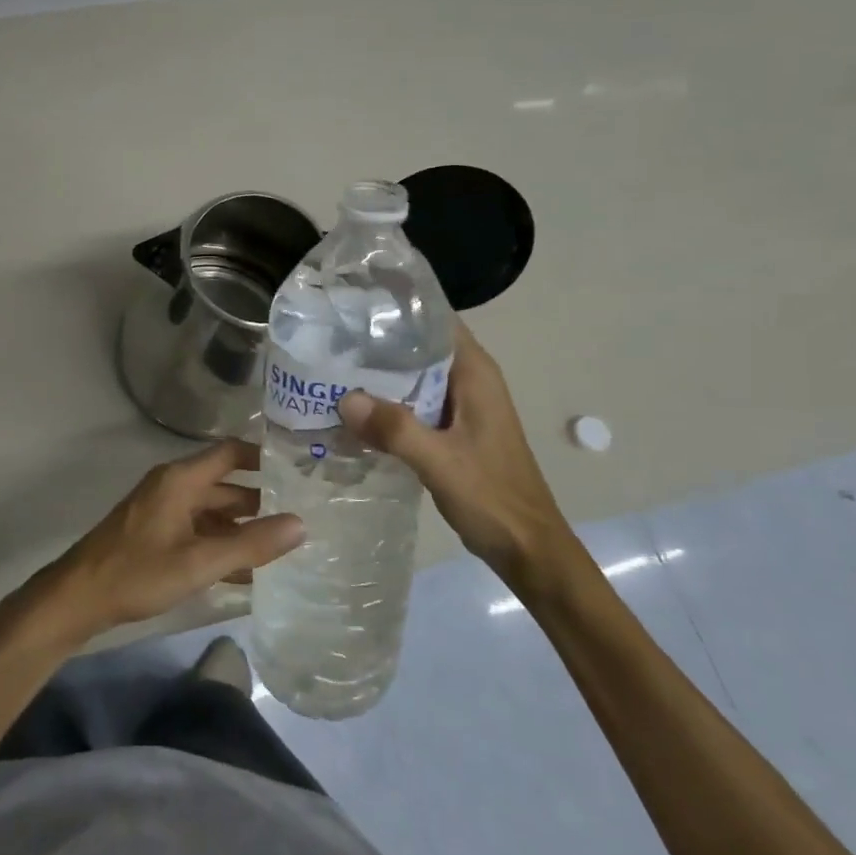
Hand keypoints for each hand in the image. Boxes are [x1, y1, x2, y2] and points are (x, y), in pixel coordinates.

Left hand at [18, 439, 302, 649]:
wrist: (79, 598)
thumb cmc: (138, 572)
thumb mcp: (200, 561)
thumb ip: (250, 544)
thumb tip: (301, 524)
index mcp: (180, 480)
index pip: (230, 452)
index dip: (263, 456)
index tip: (298, 468)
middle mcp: (172, 487)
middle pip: (224, 485)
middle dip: (260, 500)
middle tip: (302, 515)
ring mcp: (162, 511)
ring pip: (212, 512)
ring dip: (242, 528)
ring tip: (283, 547)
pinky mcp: (155, 534)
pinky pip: (197, 532)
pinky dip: (220, 545)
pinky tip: (247, 572)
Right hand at [339, 319, 572, 585]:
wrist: (528, 549)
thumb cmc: (493, 498)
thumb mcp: (440, 462)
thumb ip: (394, 429)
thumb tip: (344, 398)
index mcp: (474, 374)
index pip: (434, 320)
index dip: (397, 309)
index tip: (353, 305)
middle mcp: (468, 381)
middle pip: (418, 346)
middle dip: (376, 342)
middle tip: (327, 339)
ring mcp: (459, 407)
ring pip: (412, 377)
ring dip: (378, 375)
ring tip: (329, 369)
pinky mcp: (450, 430)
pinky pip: (412, 404)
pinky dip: (385, 404)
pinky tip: (353, 411)